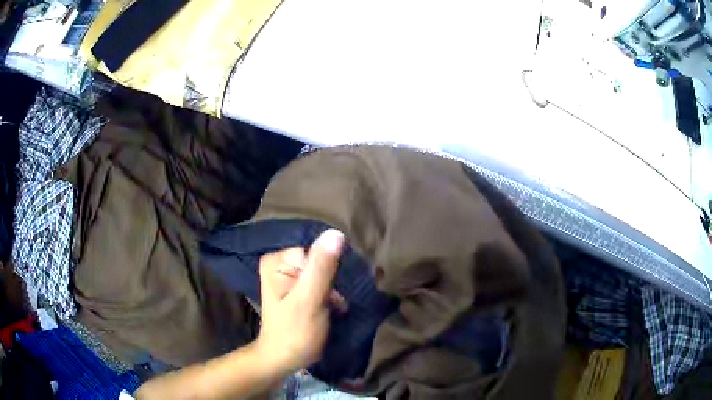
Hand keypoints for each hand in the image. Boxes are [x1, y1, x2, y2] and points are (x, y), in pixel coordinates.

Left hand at [254, 229, 344, 374]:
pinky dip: (331, 293)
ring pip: (323, 271)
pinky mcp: (297, 287)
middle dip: (332, 281)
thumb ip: (322, 268)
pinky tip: (334, 307)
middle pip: (319, 260)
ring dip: (334, 289)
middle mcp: (280, 262)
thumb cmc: (294, 332)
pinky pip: (321, 281)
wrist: (284, 359)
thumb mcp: (309, 300)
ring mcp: (288, 275)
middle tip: (335, 301)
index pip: (314, 252)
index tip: (332, 293)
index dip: (328, 271)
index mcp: (276, 260)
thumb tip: (336, 233)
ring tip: (335, 306)